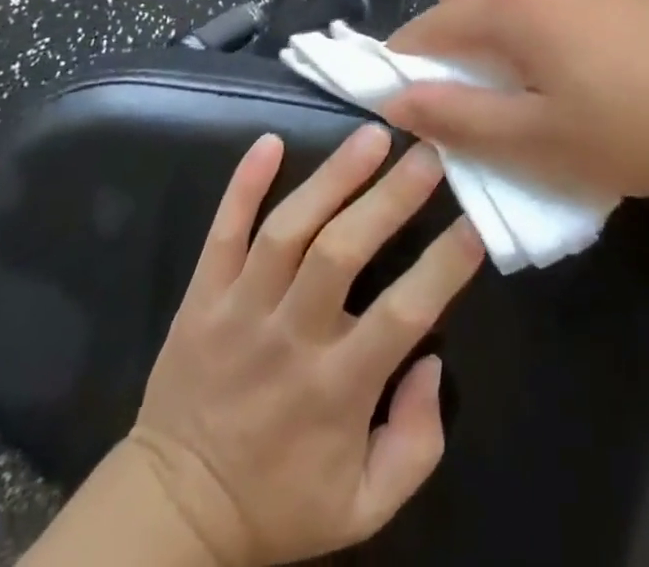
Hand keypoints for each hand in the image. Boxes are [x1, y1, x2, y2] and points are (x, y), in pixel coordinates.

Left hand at [124, 126, 485, 566]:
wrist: (172, 513)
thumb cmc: (280, 502)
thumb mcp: (365, 506)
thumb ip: (416, 443)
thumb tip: (433, 360)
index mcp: (337, 389)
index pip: (402, 314)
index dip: (443, 266)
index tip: (475, 221)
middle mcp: (290, 338)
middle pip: (340, 252)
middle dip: (389, 197)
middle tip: (429, 153)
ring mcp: (240, 310)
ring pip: (287, 230)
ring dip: (332, 176)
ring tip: (373, 135)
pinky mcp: (201, 297)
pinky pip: (221, 233)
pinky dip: (243, 185)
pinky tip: (269, 141)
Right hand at [383, 0, 648, 199]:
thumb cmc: (630, 130)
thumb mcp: (536, 140)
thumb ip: (459, 118)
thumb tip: (398, 102)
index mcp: (512, 3)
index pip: (432, 23)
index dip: (407, 59)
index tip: (406, 94)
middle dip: (447, 10)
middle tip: (474, 69)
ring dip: (493, 6)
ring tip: (524, 67)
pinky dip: (534, 3)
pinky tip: (573, 53)